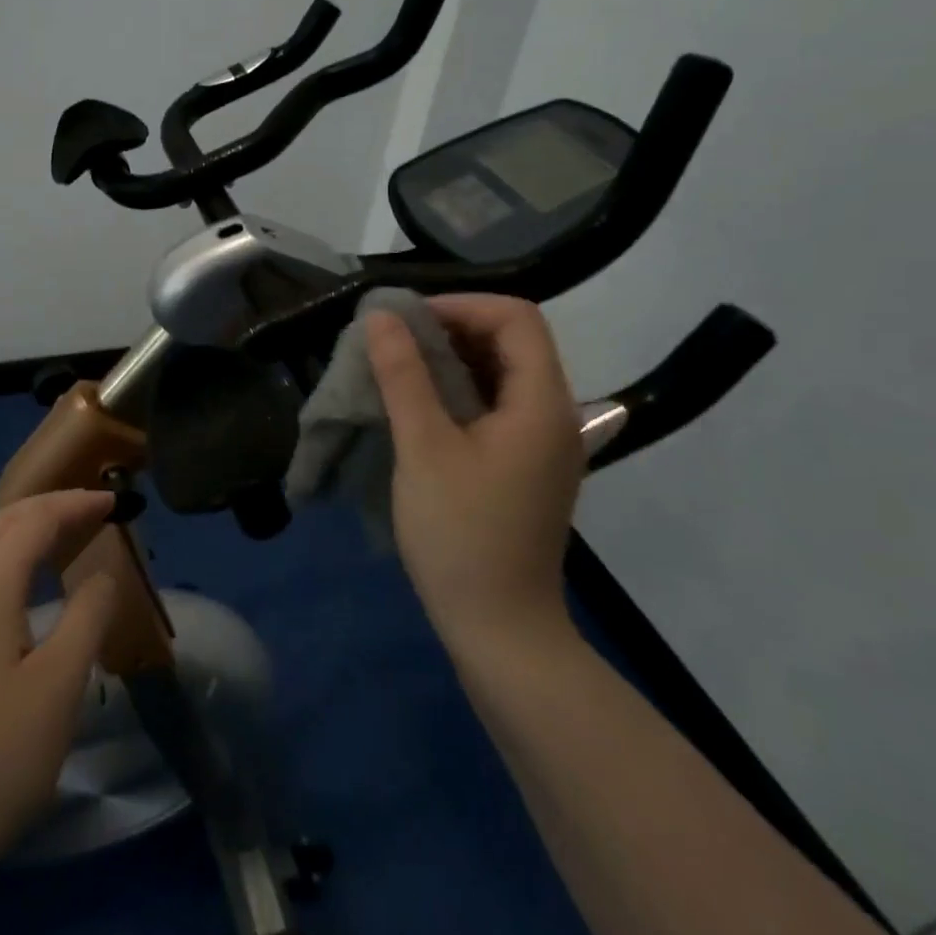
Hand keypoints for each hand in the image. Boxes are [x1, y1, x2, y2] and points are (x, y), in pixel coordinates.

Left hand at [0, 488, 123, 881]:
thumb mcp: (60, 684)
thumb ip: (88, 617)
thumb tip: (101, 574)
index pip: (35, 519)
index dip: (75, 504)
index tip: (113, 501)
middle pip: (1, 523)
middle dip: (47, 507)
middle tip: (90, 512)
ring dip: (21, 532)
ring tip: (59, 541)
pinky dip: (1, 560)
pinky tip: (16, 591)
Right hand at [366, 295, 585, 650]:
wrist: (500, 629)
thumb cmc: (460, 534)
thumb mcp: (424, 447)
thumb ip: (404, 375)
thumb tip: (382, 317)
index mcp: (542, 403)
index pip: (515, 318)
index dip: (460, 306)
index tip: (406, 320)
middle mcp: (554, 414)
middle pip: (511, 342)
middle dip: (451, 328)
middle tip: (394, 341)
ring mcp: (542, 443)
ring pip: (501, 373)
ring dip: (451, 359)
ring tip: (398, 367)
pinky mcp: (525, 465)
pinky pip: (495, 405)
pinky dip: (458, 390)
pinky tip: (419, 404)